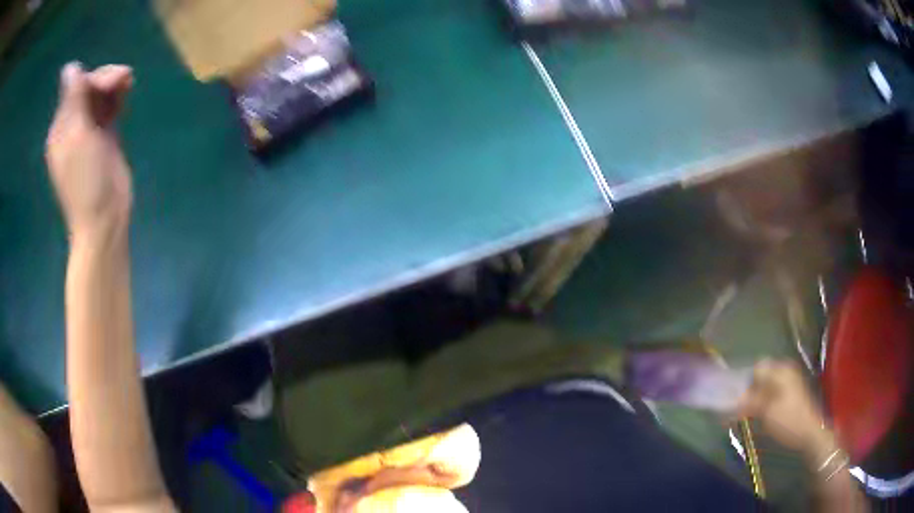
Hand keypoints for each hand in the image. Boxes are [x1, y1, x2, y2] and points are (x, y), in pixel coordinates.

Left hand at [45, 62, 133, 242]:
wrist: (104, 220)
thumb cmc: (87, 182)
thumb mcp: (77, 139)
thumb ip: (72, 101)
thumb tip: (69, 67)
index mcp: (61, 128)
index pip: (76, 86)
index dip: (95, 78)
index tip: (114, 82)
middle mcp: (72, 127)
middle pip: (88, 88)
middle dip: (106, 79)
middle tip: (126, 79)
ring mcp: (88, 133)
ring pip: (99, 96)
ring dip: (113, 85)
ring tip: (128, 84)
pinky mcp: (104, 138)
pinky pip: (108, 108)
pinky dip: (117, 97)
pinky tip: (126, 93)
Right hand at [737, 360, 835, 460]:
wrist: (809, 432)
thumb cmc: (789, 419)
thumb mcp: (767, 411)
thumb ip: (749, 401)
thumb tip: (732, 397)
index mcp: (780, 370)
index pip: (756, 368)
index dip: (743, 381)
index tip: (732, 397)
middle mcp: (785, 371)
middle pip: (760, 376)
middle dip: (747, 390)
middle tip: (736, 407)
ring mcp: (789, 382)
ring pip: (765, 385)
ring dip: (754, 397)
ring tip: (743, 414)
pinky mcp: (791, 394)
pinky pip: (772, 392)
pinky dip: (762, 401)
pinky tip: (757, 414)